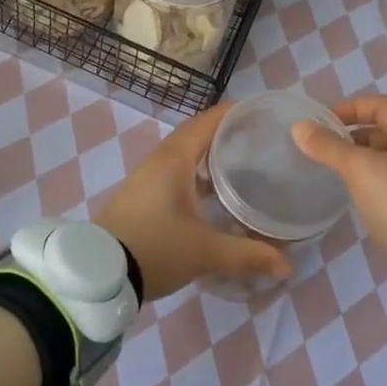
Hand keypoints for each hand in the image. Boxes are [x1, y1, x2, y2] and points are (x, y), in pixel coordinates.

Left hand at [95, 105, 289, 301]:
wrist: (100, 273)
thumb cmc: (155, 248)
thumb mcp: (205, 252)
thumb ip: (248, 255)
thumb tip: (286, 265)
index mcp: (174, 159)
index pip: (206, 122)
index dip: (232, 113)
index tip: (259, 111)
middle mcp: (159, 160)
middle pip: (195, 134)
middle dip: (223, 132)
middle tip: (256, 138)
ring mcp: (146, 178)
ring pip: (182, 154)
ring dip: (208, 154)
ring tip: (240, 163)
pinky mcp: (140, 196)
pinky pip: (173, 171)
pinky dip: (195, 173)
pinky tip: (212, 194)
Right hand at [292, 94, 386, 268]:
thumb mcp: (359, 168)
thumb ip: (328, 146)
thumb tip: (299, 126)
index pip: (381, 105)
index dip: (352, 106)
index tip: (325, 121)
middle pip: (383, 131)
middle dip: (352, 134)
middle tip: (325, 146)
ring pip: (384, 158)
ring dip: (358, 158)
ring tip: (333, 169)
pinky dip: (367, 180)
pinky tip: (352, 194)